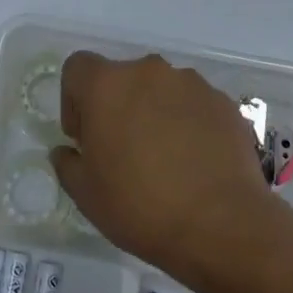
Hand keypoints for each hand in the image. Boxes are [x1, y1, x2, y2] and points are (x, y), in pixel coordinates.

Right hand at [49, 52, 269, 276]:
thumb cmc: (140, 206)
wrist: (221, 225)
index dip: (74, 100)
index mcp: (108, 85)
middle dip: (117, 107)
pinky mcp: (224, 103)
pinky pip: (194, 106)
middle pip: (122, 78)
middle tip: (122, 152)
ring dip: (154, 113)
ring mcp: (192, 84)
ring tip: (164, 160)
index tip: (85, 137)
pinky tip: (194, 164)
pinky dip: (188, 125)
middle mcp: (149, 72)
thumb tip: (68, 151)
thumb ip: (68, 163)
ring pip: (161, 91)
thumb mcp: (85, 194)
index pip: (78, 68)